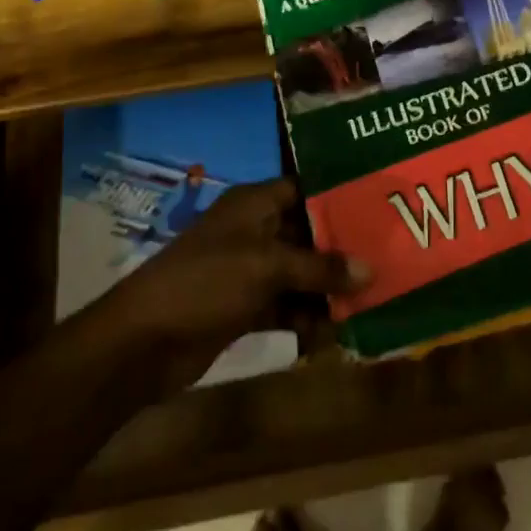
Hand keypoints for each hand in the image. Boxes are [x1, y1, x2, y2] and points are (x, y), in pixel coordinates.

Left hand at [90, 179, 368, 387]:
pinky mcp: (244, 307)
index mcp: (254, 204)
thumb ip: (320, 268)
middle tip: (386, 258)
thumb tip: (370, 270)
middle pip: (308, 233)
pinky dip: (306, 318)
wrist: (143, 341)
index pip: (304, 188)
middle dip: (342, 249)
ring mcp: (248, 270)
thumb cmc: (206, 282)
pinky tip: (333, 334)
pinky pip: (286, 306)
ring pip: (300, 273)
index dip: (339, 195)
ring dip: (328, 289)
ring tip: (369, 302)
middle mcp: (254, 231)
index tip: (379, 204)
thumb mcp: (267, 267)